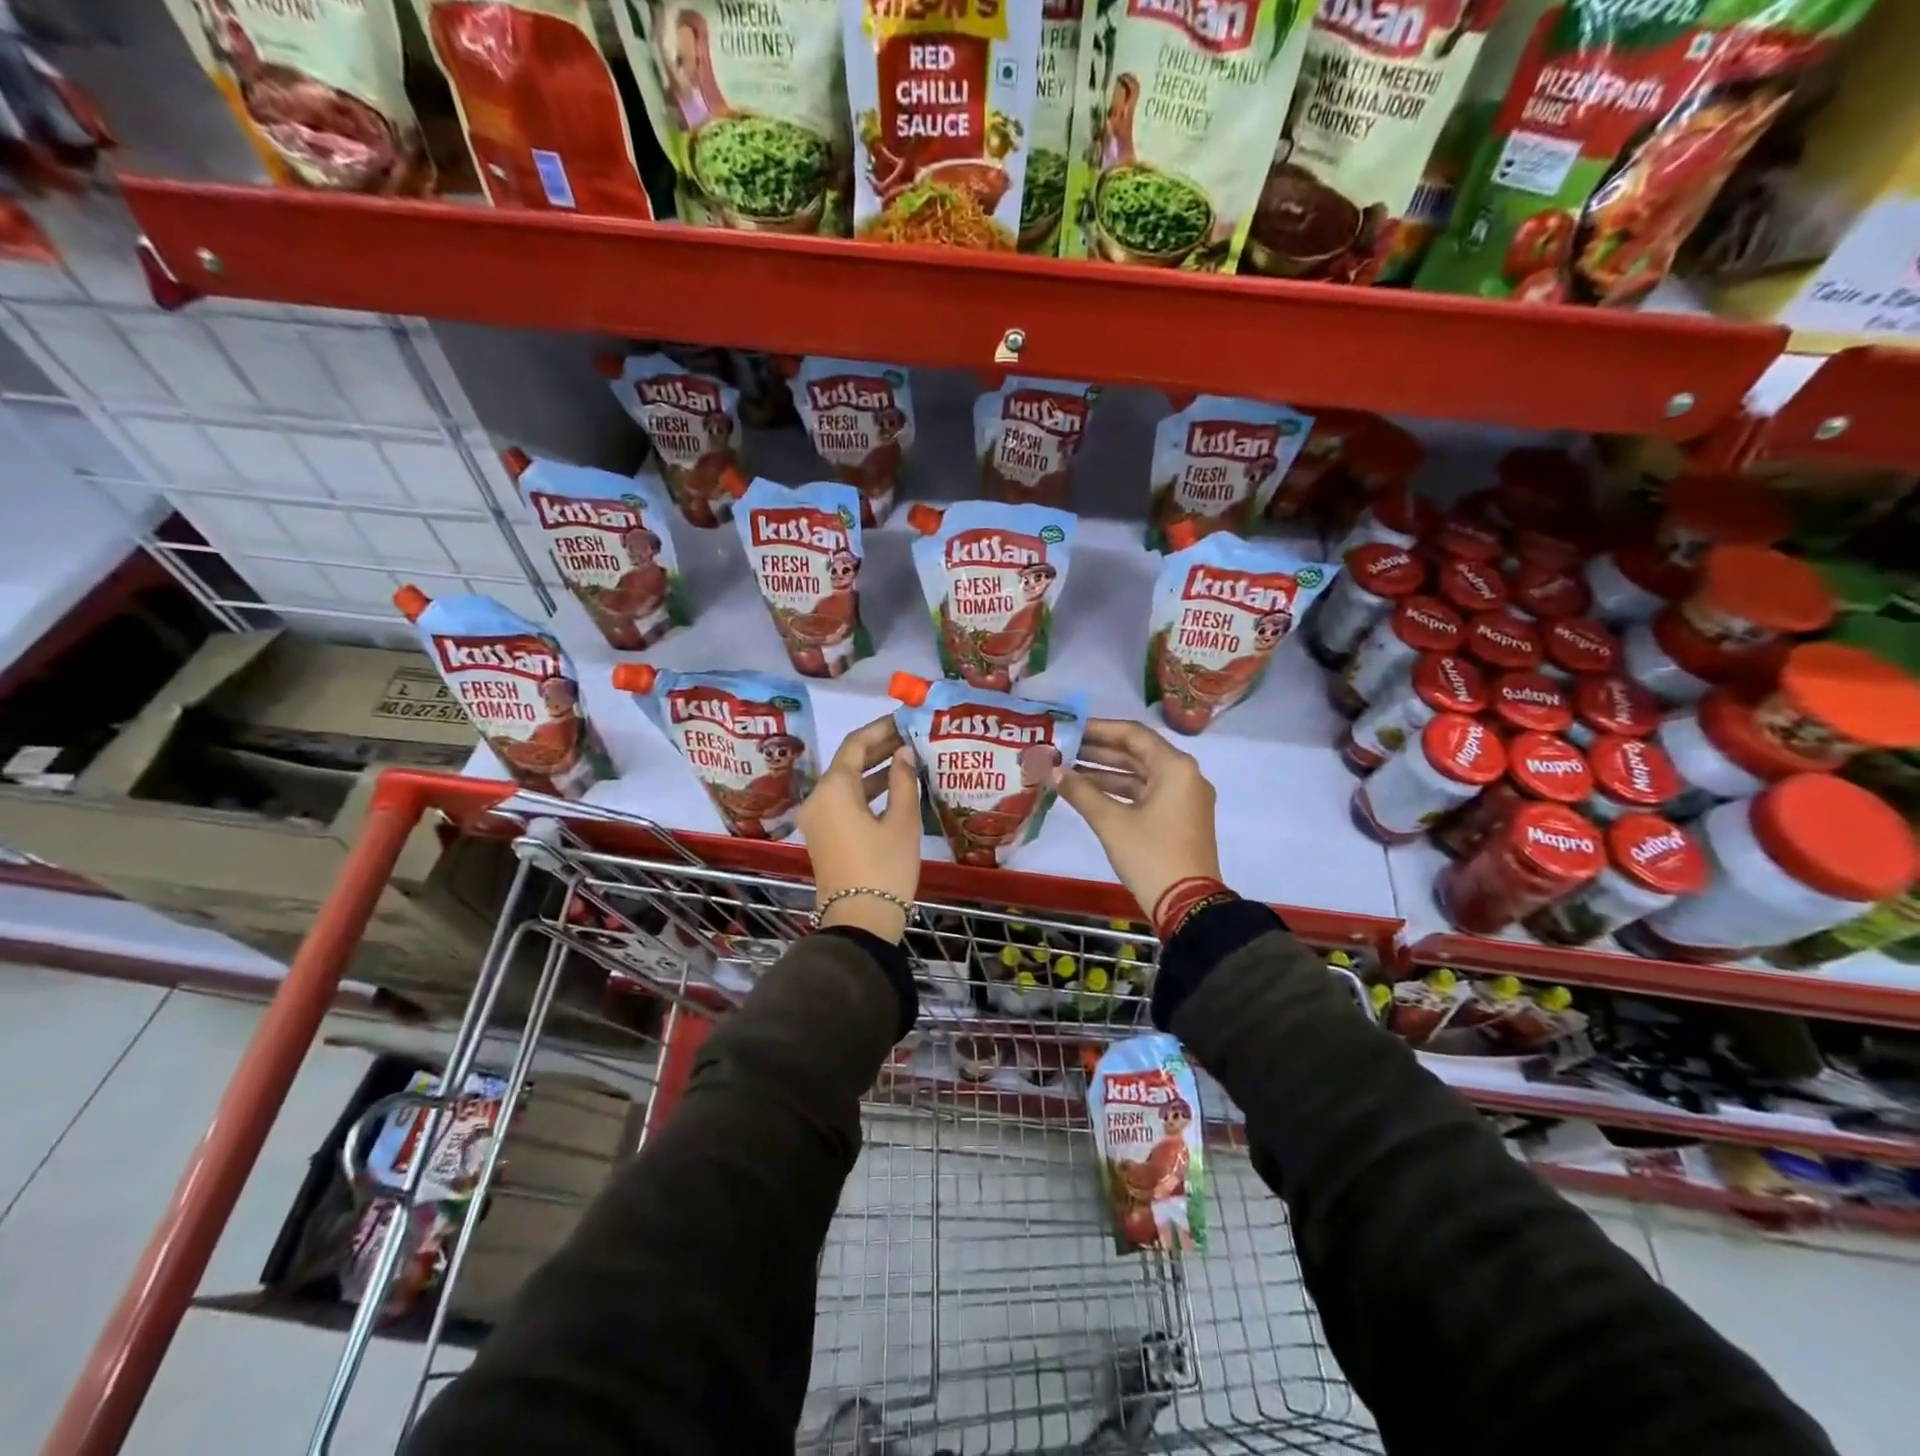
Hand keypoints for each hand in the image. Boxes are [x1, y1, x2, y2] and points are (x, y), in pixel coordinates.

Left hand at [796, 716, 921, 943]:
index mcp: (834, 788)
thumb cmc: (884, 868)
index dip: (880, 728)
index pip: (855, 744)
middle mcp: (818, 798)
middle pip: (847, 761)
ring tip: (907, 758)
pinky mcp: (823, 835)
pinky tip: (893, 788)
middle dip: (878, 747)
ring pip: (846, 782)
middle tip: (910, 736)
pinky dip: (866, 791)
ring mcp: (817, 818)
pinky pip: (843, 801)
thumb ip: (902, 780)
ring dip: (874, 769)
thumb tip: (904, 752)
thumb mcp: (902, 822)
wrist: (859, 922)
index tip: (904, 718)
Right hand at [1052, 718, 1221, 922]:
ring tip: (1065, 769)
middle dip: (1097, 751)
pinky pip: (1145, 794)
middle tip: (1061, 747)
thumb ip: (1080, 791)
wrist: (1189, 907)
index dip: (1097, 729)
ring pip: (1139, 775)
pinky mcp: (1178, 819)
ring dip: (1104, 772)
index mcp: (1175, 767)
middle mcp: (1184, 775)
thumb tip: (1051, 770)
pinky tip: (1086, 792)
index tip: (1068, 728)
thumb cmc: (1151, 856)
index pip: (1132, 734)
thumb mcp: (1111, 822)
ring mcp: (1183, 799)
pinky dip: (1118, 791)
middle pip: (1136, 752)